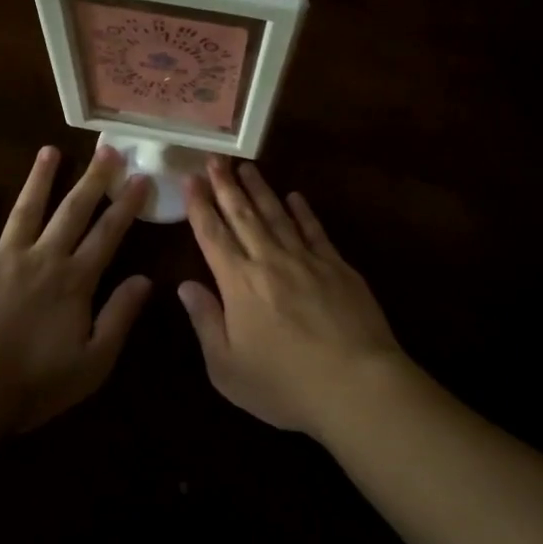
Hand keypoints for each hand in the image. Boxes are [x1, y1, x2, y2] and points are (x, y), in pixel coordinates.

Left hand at [0, 145, 152, 432]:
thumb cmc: (34, 383)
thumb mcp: (93, 362)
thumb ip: (119, 317)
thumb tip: (145, 279)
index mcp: (74, 280)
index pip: (108, 234)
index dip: (126, 205)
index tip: (140, 177)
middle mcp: (42, 258)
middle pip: (72, 211)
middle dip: (92, 179)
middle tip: (107, 150)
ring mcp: (2, 258)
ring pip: (25, 210)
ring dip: (39, 180)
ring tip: (49, 151)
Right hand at [179, 157, 413, 439]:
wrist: (357, 385)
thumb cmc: (285, 385)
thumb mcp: (228, 368)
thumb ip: (205, 322)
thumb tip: (185, 285)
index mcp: (238, 283)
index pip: (212, 235)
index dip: (199, 206)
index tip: (191, 179)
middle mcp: (269, 261)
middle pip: (243, 215)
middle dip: (226, 186)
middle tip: (214, 159)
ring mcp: (307, 260)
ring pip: (277, 215)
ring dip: (260, 190)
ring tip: (247, 167)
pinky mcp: (338, 267)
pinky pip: (315, 230)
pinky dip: (303, 211)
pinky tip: (295, 197)